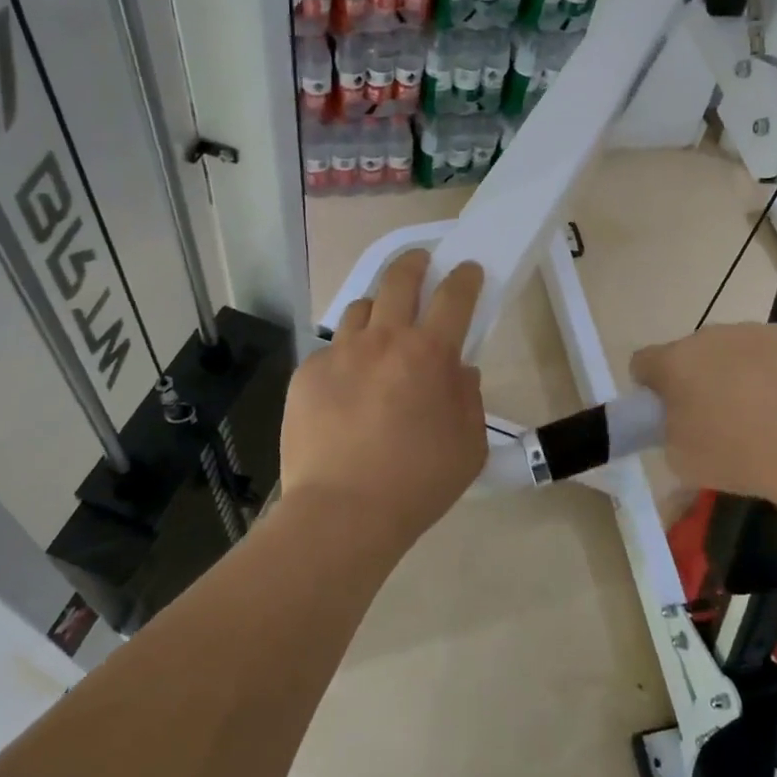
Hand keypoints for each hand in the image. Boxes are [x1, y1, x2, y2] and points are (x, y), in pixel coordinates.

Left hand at [280, 250, 486, 547]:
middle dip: (415, 263)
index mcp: (429, 354)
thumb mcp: (469, 446)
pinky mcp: (307, 374)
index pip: (454, 296)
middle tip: (421, 263)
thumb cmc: (417, 483)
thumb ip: (469, 399)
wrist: (341, 514)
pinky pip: (332, 350)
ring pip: (360, 308)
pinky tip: (348, 385)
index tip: (468, 270)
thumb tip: (459, 372)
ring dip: (377, 307)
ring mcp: (340, 354)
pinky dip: (347, 356)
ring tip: (382, 326)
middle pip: (399, 279)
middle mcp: (383, 340)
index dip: (465, 277)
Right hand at [630, 322, 776, 507]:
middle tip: (714, 415)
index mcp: (673, 362)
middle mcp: (708, 336)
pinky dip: (773, 367)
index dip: (649, 386)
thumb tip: (677, 422)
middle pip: (690, 353)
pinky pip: (770, 348)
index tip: (665, 411)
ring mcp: (752, 331)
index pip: (642, 363)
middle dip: (696, 377)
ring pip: (731, 347)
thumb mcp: (680, 460)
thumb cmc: (736, 457)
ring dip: (734, 369)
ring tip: (759, 409)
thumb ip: (668, 431)